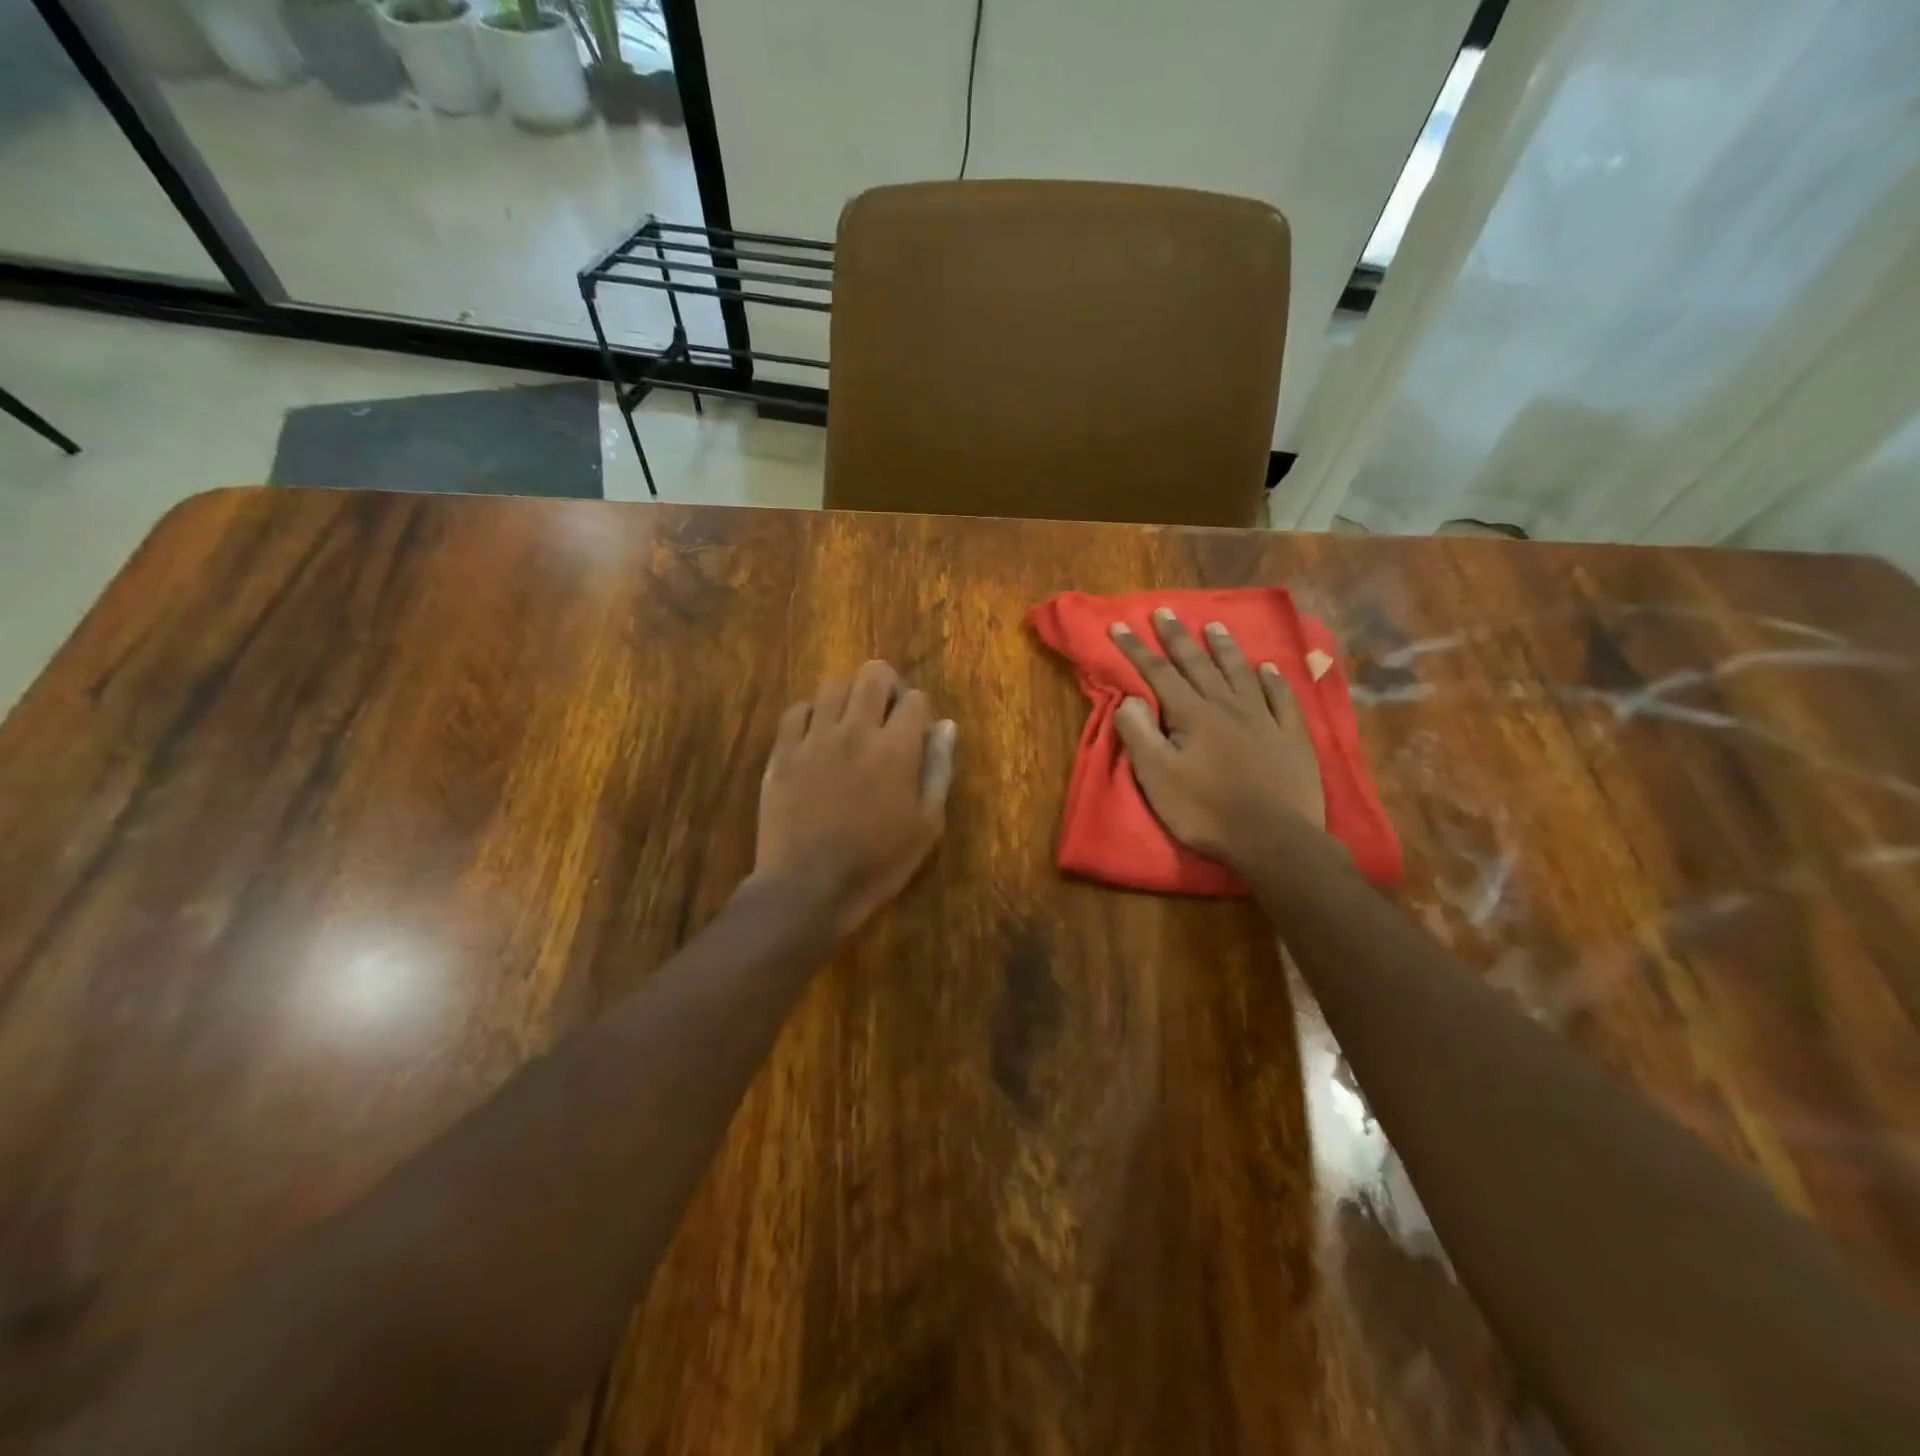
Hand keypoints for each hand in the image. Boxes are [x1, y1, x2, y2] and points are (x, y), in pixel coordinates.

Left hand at [755, 660, 957, 937]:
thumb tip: (946, 726)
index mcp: (896, 748)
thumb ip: (938, 769)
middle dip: (887, 685)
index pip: (914, 699)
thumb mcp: (927, 826)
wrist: (807, 888)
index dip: (919, 711)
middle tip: (886, 713)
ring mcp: (814, 739)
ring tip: (851, 722)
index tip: (915, 733)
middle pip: (872, 675)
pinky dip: (812, 715)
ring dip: (849, 696)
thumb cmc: (877, 863)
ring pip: (833, 686)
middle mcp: (855, 731)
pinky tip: (817, 737)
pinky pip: (797, 711)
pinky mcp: (782, 753)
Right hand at [1110, 609, 1327, 869]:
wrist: (1274, 839)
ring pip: (1240, 673)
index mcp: (1193, 715)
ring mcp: (1264, 719)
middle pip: (1198, 664)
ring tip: (1215, 626)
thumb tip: (1129, 698)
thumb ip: (1140, 734)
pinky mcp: (1291, 737)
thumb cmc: (1207, 812)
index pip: (1158, 673)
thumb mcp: (1158, 778)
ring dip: (1224, 648)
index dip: (1136, 650)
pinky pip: (1281, 698)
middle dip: (1177, 637)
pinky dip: (1273, 680)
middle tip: (1164, 612)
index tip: (1119, 626)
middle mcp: (1228, 706)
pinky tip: (1267, 668)